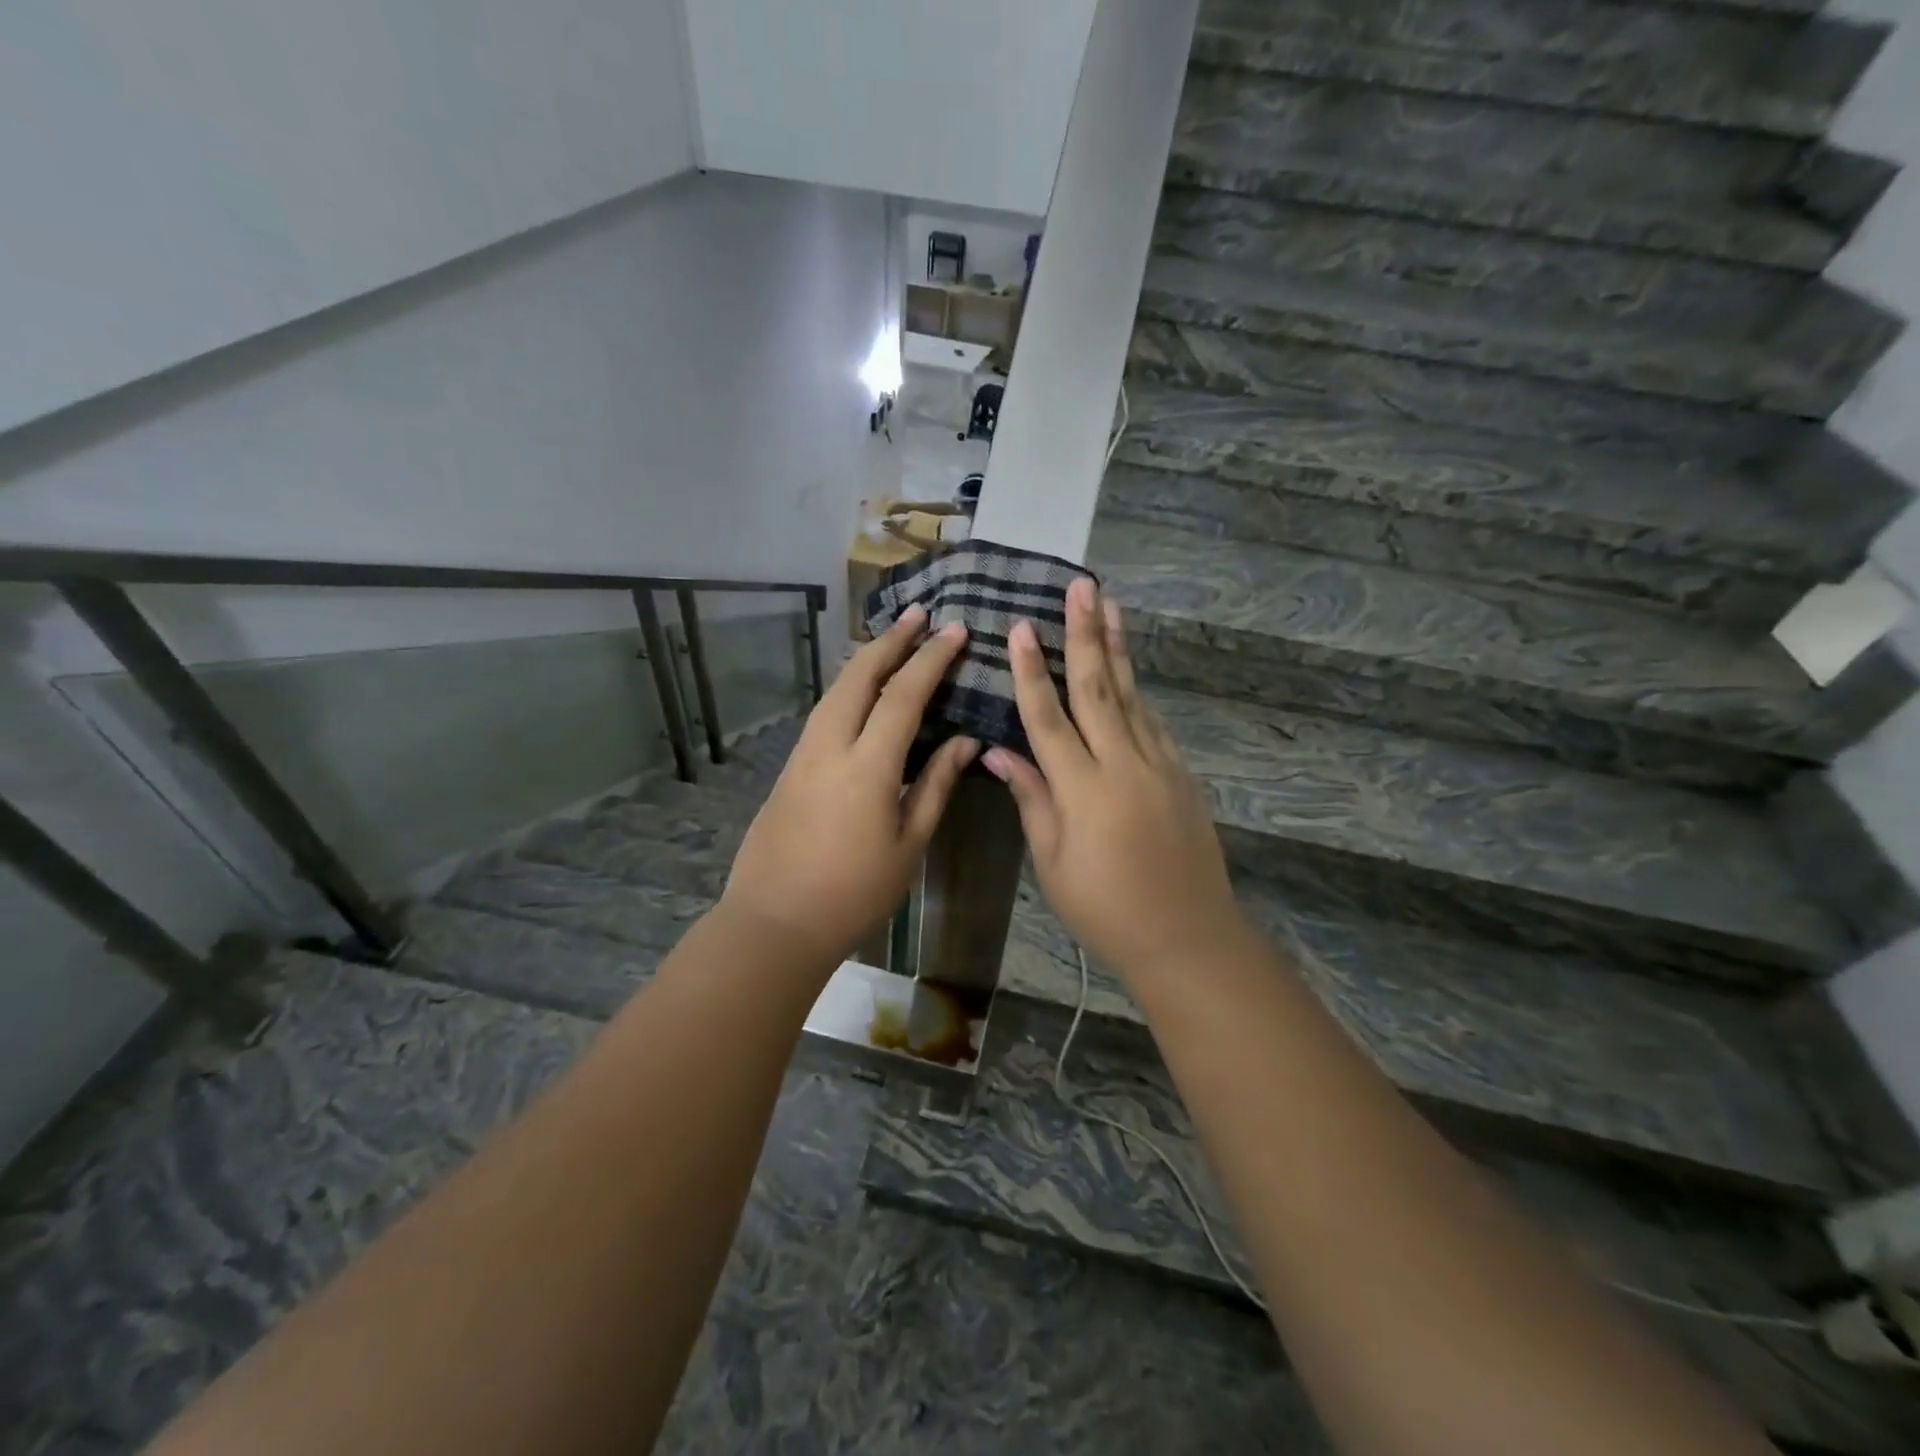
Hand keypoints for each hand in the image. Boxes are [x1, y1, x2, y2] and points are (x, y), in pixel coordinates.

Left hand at [720, 605, 978, 967]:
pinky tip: (862, 691)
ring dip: (866, 659)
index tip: (955, 630)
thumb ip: (936, 784)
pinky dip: (848, 687)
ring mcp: (802, 753)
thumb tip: (966, 741)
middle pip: (859, 675)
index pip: (904, 694)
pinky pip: (824, 711)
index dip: (931, 658)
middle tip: (919, 614)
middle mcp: (830, 745)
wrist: (776, 921)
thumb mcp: (909, 843)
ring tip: (893, 641)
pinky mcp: (789, 767)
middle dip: (891, 640)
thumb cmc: (854, 892)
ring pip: (835, 689)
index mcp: (867, 765)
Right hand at [982, 578, 1251, 982]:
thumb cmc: (1105, 908)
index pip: (1049, 719)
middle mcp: (1123, 764)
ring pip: (1132, 695)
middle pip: (1098, 689)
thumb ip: (1032, 799)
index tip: (1018, 628)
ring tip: (1110, 606)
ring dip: (1117, 649)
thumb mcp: (1054, 862)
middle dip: (1085, 634)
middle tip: (1081, 587)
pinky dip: (1138, 691)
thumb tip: (999, 753)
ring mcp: (1159, 765)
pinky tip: (1129, 670)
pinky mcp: (1182, 774)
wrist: (1187, 935)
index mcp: (1084, 789)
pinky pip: (1154, 722)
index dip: (1030, 673)